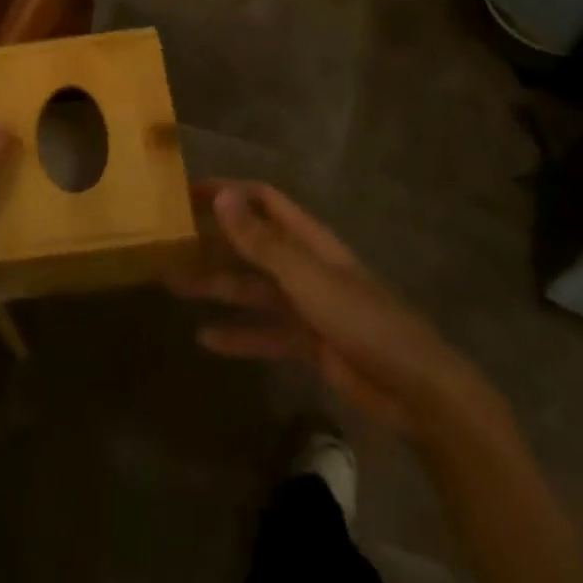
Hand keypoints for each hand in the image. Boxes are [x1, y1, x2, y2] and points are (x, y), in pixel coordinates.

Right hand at [170, 180, 484, 433]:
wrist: (414, 388)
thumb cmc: (362, 320)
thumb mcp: (306, 277)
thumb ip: (262, 241)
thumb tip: (223, 196)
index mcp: (309, 241)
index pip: (263, 201)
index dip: (228, 193)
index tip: (186, 196)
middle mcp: (304, 266)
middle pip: (251, 245)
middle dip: (212, 242)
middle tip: (168, 244)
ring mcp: (306, 305)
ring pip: (251, 289)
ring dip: (215, 286)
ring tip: (173, 285)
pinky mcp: (308, 342)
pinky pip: (264, 333)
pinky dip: (237, 335)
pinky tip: (205, 339)